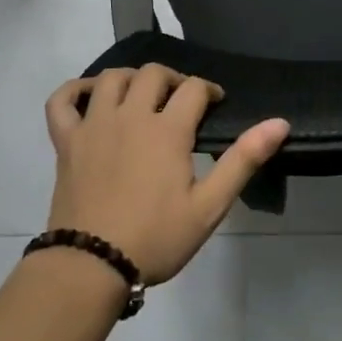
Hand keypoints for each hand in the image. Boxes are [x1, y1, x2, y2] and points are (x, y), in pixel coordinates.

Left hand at [45, 66, 288, 284]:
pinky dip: (74, 90)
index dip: (209, 90)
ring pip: (110, 79)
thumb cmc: (156, 237)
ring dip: (131, 78)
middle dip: (174, 79)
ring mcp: (93, 126)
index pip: (193, 88)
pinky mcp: (66, 142)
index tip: (216, 104)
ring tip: (143, 96)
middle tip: (182, 101)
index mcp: (167, 130)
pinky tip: (89, 96)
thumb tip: (279, 122)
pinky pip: (61, 101)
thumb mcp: (210, 205)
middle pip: (152, 74)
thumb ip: (243, 159)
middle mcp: (130, 116)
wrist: (91, 266)